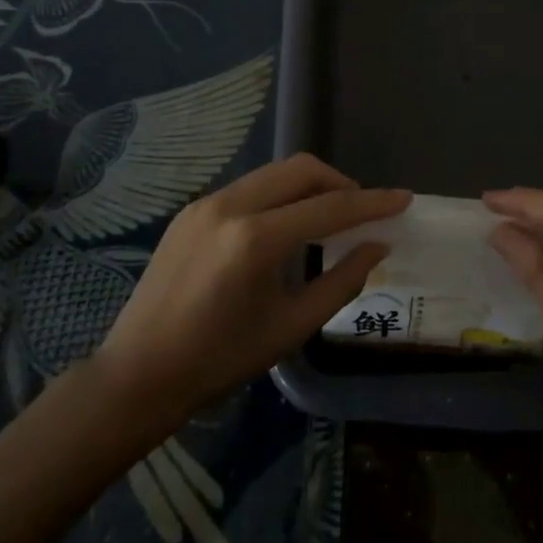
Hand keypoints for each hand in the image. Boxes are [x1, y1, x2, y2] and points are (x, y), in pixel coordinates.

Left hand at [93, 154, 407, 422]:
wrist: (138, 373)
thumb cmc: (220, 360)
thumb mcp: (291, 326)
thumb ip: (342, 280)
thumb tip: (377, 245)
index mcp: (255, 239)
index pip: (329, 208)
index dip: (372, 203)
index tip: (404, 199)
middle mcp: (230, 206)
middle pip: (301, 169)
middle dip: (340, 182)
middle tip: (363, 211)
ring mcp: (206, 202)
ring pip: (274, 173)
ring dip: (309, 186)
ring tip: (329, 217)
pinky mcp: (191, 209)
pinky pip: (249, 187)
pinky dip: (279, 196)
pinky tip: (286, 226)